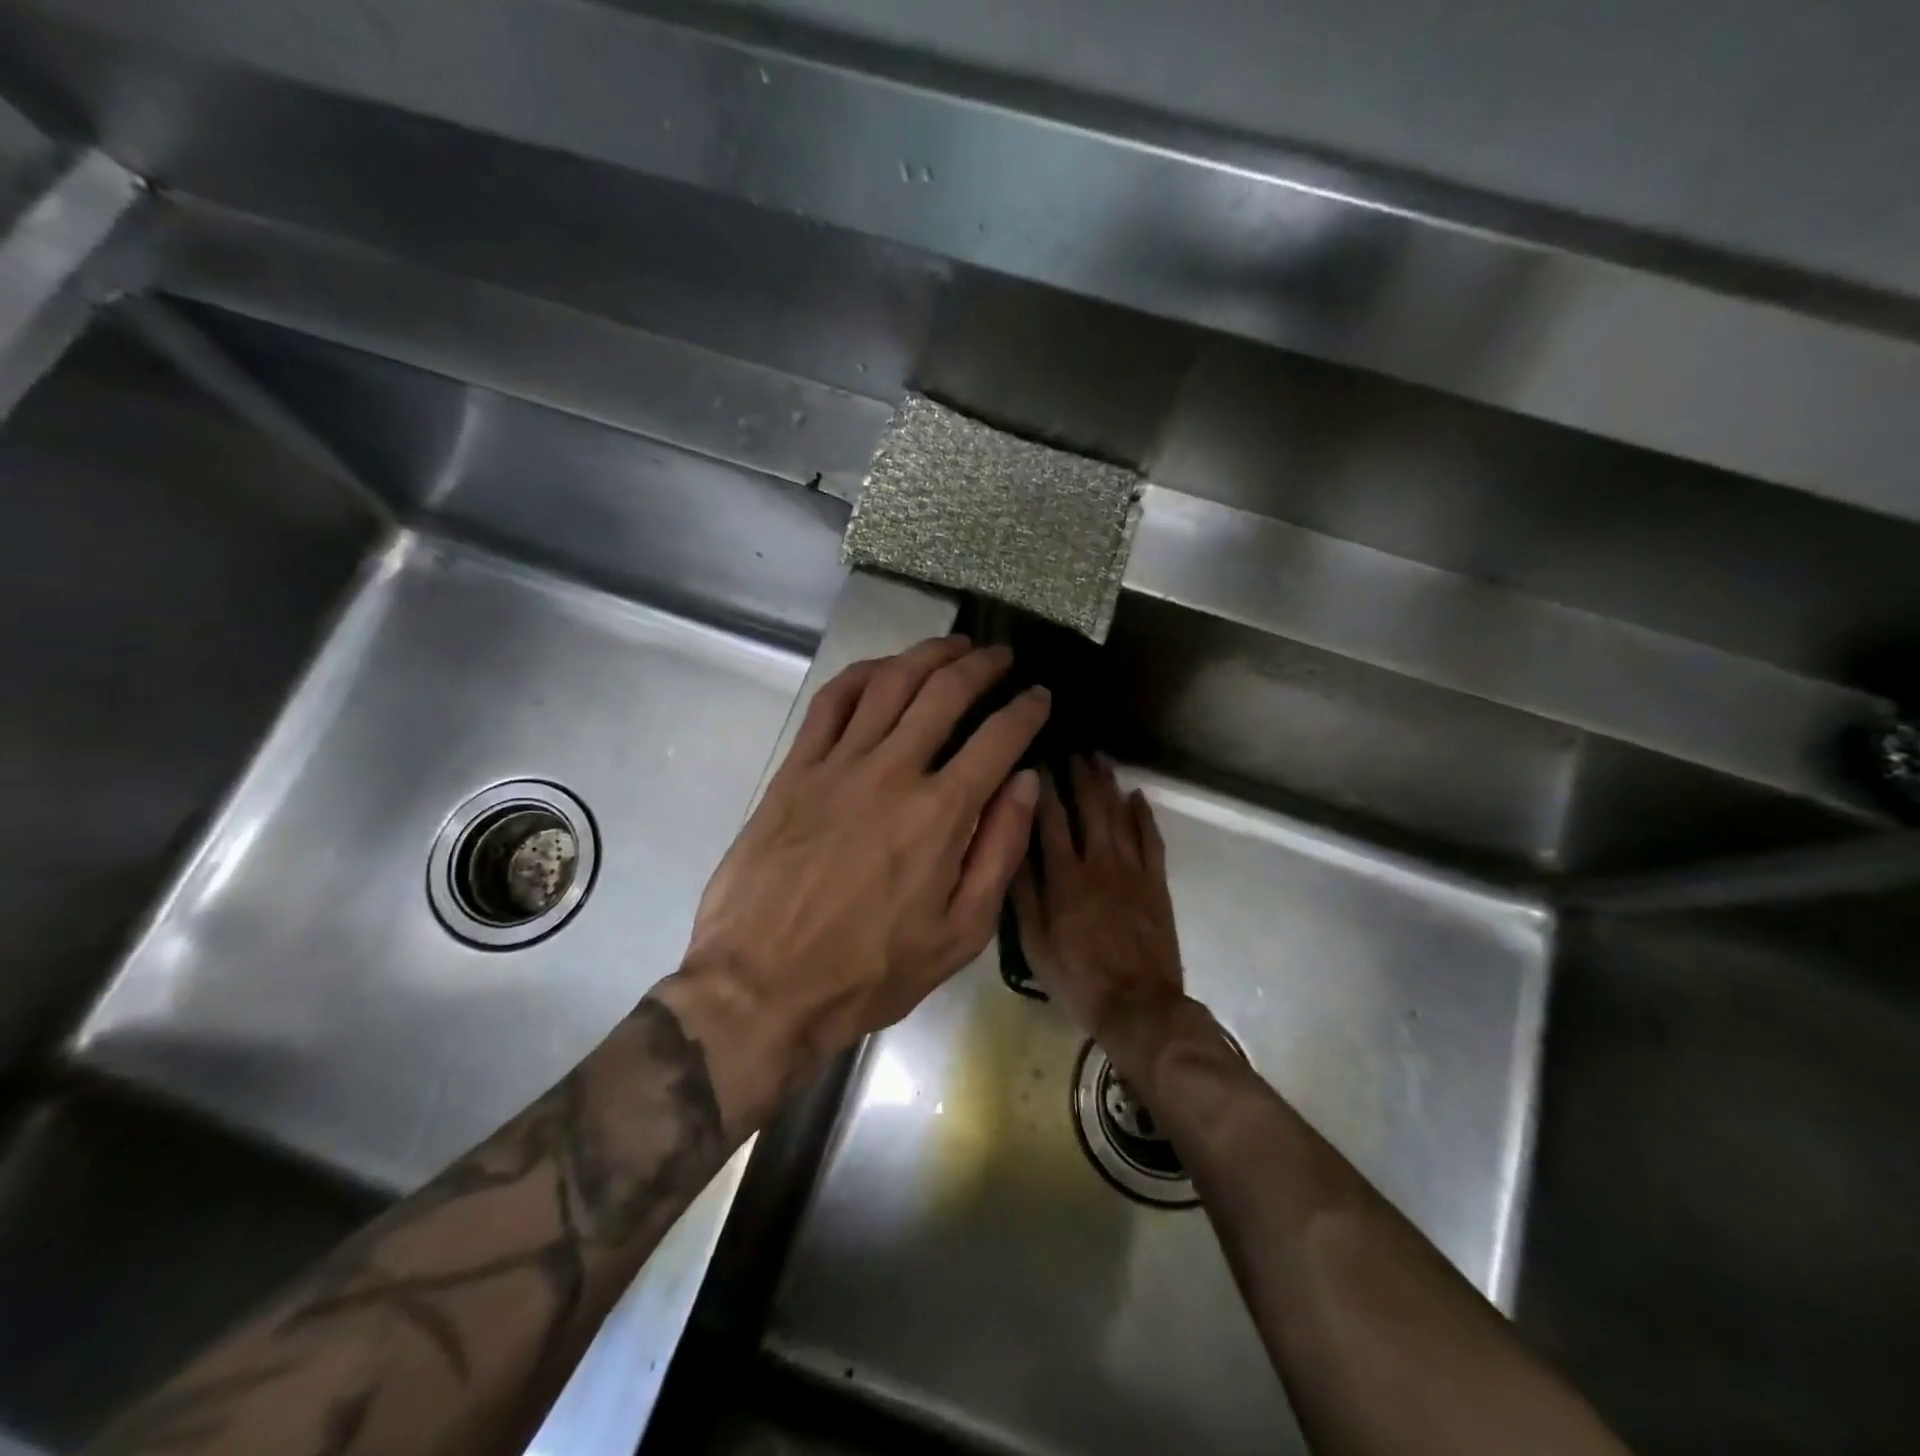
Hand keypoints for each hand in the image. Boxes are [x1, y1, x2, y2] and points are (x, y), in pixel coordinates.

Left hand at [667, 636, 1048, 1118]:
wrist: (762, 986)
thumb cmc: (870, 971)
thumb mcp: (959, 934)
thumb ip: (999, 852)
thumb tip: (1025, 783)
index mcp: (940, 815)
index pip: (998, 739)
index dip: (1026, 710)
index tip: (1040, 696)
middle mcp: (892, 773)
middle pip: (945, 693)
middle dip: (982, 666)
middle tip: (1001, 656)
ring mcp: (838, 765)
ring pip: (890, 684)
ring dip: (927, 655)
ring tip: (953, 645)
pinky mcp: (795, 770)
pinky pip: (831, 702)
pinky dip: (862, 674)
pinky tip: (882, 669)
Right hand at [1012, 756, 1186, 1045]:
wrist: (1139, 1006)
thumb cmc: (1077, 978)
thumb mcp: (1034, 942)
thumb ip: (1023, 892)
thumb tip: (1011, 845)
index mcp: (1065, 876)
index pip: (1050, 819)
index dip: (1043, 787)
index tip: (1037, 761)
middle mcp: (1099, 862)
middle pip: (1089, 807)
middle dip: (1079, 775)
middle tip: (1071, 749)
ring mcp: (1132, 870)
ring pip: (1120, 815)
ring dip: (1109, 784)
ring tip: (1099, 760)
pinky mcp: (1156, 883)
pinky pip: (1152, 840)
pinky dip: (1144, 815)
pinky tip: (1137, 796)